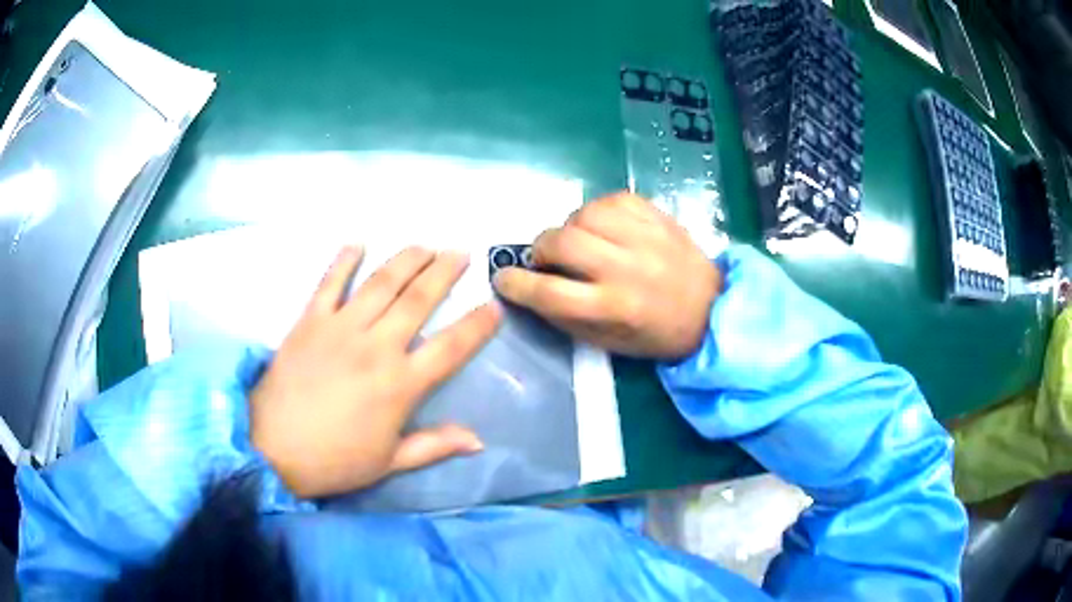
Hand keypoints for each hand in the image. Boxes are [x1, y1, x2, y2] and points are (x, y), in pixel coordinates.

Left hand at [250, 246, 501, 498]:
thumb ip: (434, 445)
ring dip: (406, 260)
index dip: (477, 325)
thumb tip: (478, 440)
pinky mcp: (309, 321)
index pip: (451, 347)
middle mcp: (376, 347)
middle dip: (444, 273)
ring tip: (425, 245)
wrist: (273, 450)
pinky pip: (329, 283)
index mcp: (401, 384)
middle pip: (418, 300)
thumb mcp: (390, 462)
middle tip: (461, 253)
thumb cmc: (335, 461)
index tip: (494, 306)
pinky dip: (344, 260)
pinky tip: (358, 243)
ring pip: (381, 283)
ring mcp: (340, 329)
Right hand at [493, 193, 720, 358]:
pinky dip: (597, 211)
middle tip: (545, 258)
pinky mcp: (657, 216)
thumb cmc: (657, 334)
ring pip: (585, 213)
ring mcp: (644, 237)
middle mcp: (627, 269)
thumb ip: (567, 317)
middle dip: (540, 248)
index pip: (550, 293)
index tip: (503, 278)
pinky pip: (613, 199)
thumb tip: (531, 290)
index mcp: (614, 308)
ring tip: (578, 240)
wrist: (712, 309)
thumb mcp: (609, 343)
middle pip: (562, 242)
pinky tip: (603, 226)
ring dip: (569, 226)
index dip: (517, 284)